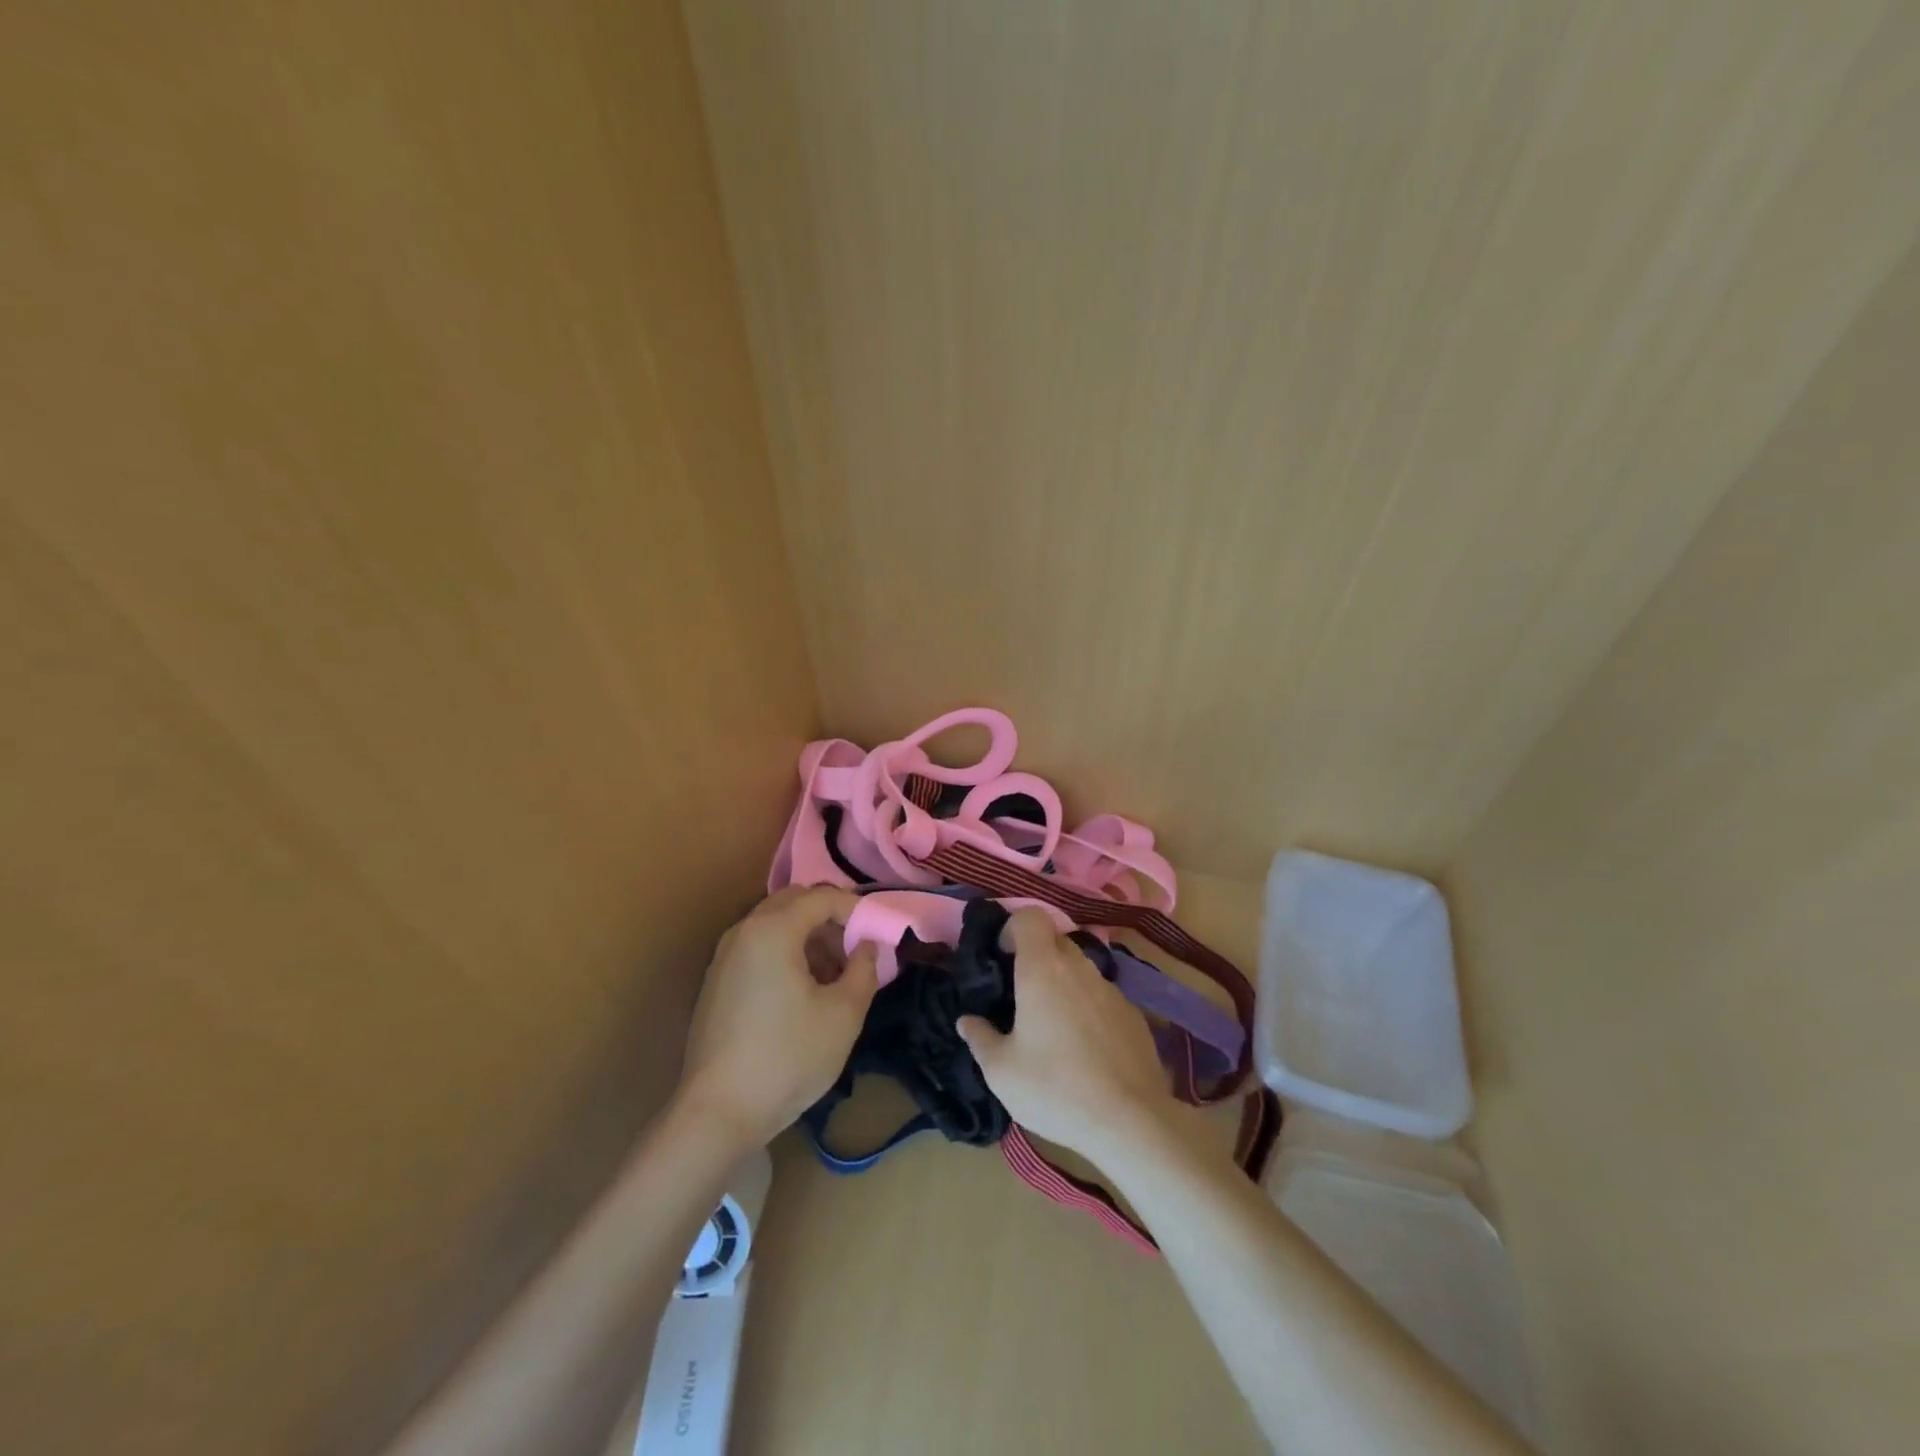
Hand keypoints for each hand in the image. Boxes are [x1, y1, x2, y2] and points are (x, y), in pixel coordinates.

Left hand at [677, 886, 879, 1148]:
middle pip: (795, 902)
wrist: (717, 1113)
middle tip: (856, 949)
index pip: (823, 896)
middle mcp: (744, 931)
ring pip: (775, 924)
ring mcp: (724, 956)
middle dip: (830, 918)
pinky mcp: (717, 982)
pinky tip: (803, 992)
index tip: (880, 933)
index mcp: (773, 929)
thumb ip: (864, 970)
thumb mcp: (843, 1015)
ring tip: (835, 975)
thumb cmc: (787, 1058)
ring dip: (809, 936)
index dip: (857, 909)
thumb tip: (867, 947)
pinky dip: (786, 953)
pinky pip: (758, 947)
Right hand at [956, 906, 1177, 1165]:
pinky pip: (1102, 996)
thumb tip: (967, 1021)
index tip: (1002, 956)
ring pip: (1080, 968)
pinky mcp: (1133, 1014)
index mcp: (1043, 969)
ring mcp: (1111, 989)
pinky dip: (1087, 1006)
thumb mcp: (1002, 1072)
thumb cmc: (1055, 1088)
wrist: (1131, 1121)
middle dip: (1036, 956)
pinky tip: (1084, 1047)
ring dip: (1063, 982)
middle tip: (1020, 993)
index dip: (1013, 928)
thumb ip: (980, 1039)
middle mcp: (1079, 968)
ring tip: (1052, 1025)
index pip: (1031, 916)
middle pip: (1055, 940)